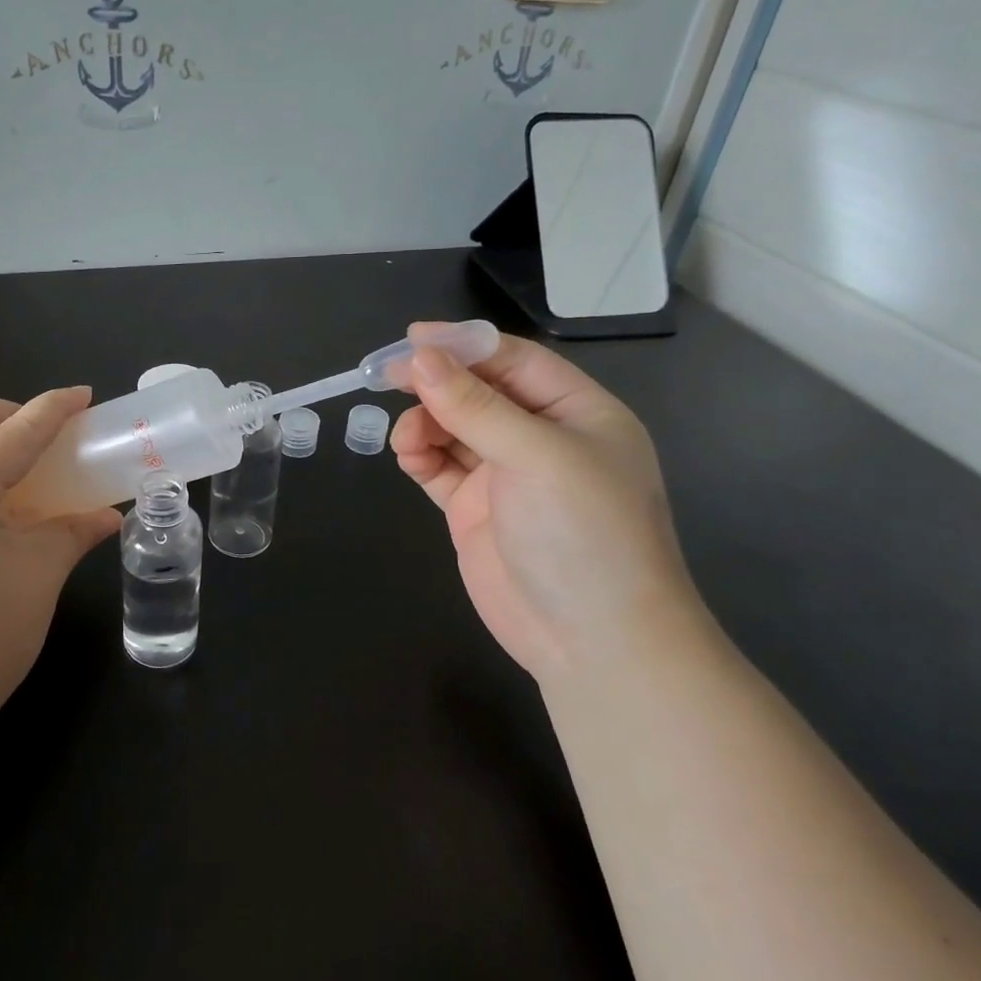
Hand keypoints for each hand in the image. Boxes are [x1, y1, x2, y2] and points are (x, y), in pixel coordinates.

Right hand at [392, 326, 700, 675]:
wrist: (593, 641)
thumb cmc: (584, 534)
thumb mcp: (536, 457)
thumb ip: (475, 407)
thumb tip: (420, 357)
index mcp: (577, 413)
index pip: (514, 361)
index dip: (464, 345)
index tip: (412, 338)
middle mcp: (541, 438)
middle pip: (478, 392)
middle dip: (436, 384)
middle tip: (387, 376)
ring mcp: (507, 476)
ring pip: (453, 428)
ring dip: (425, 423)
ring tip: (408, 440)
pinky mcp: (476, 510)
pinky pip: (440, 467)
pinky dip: (420, 456)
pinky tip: (409, 457)